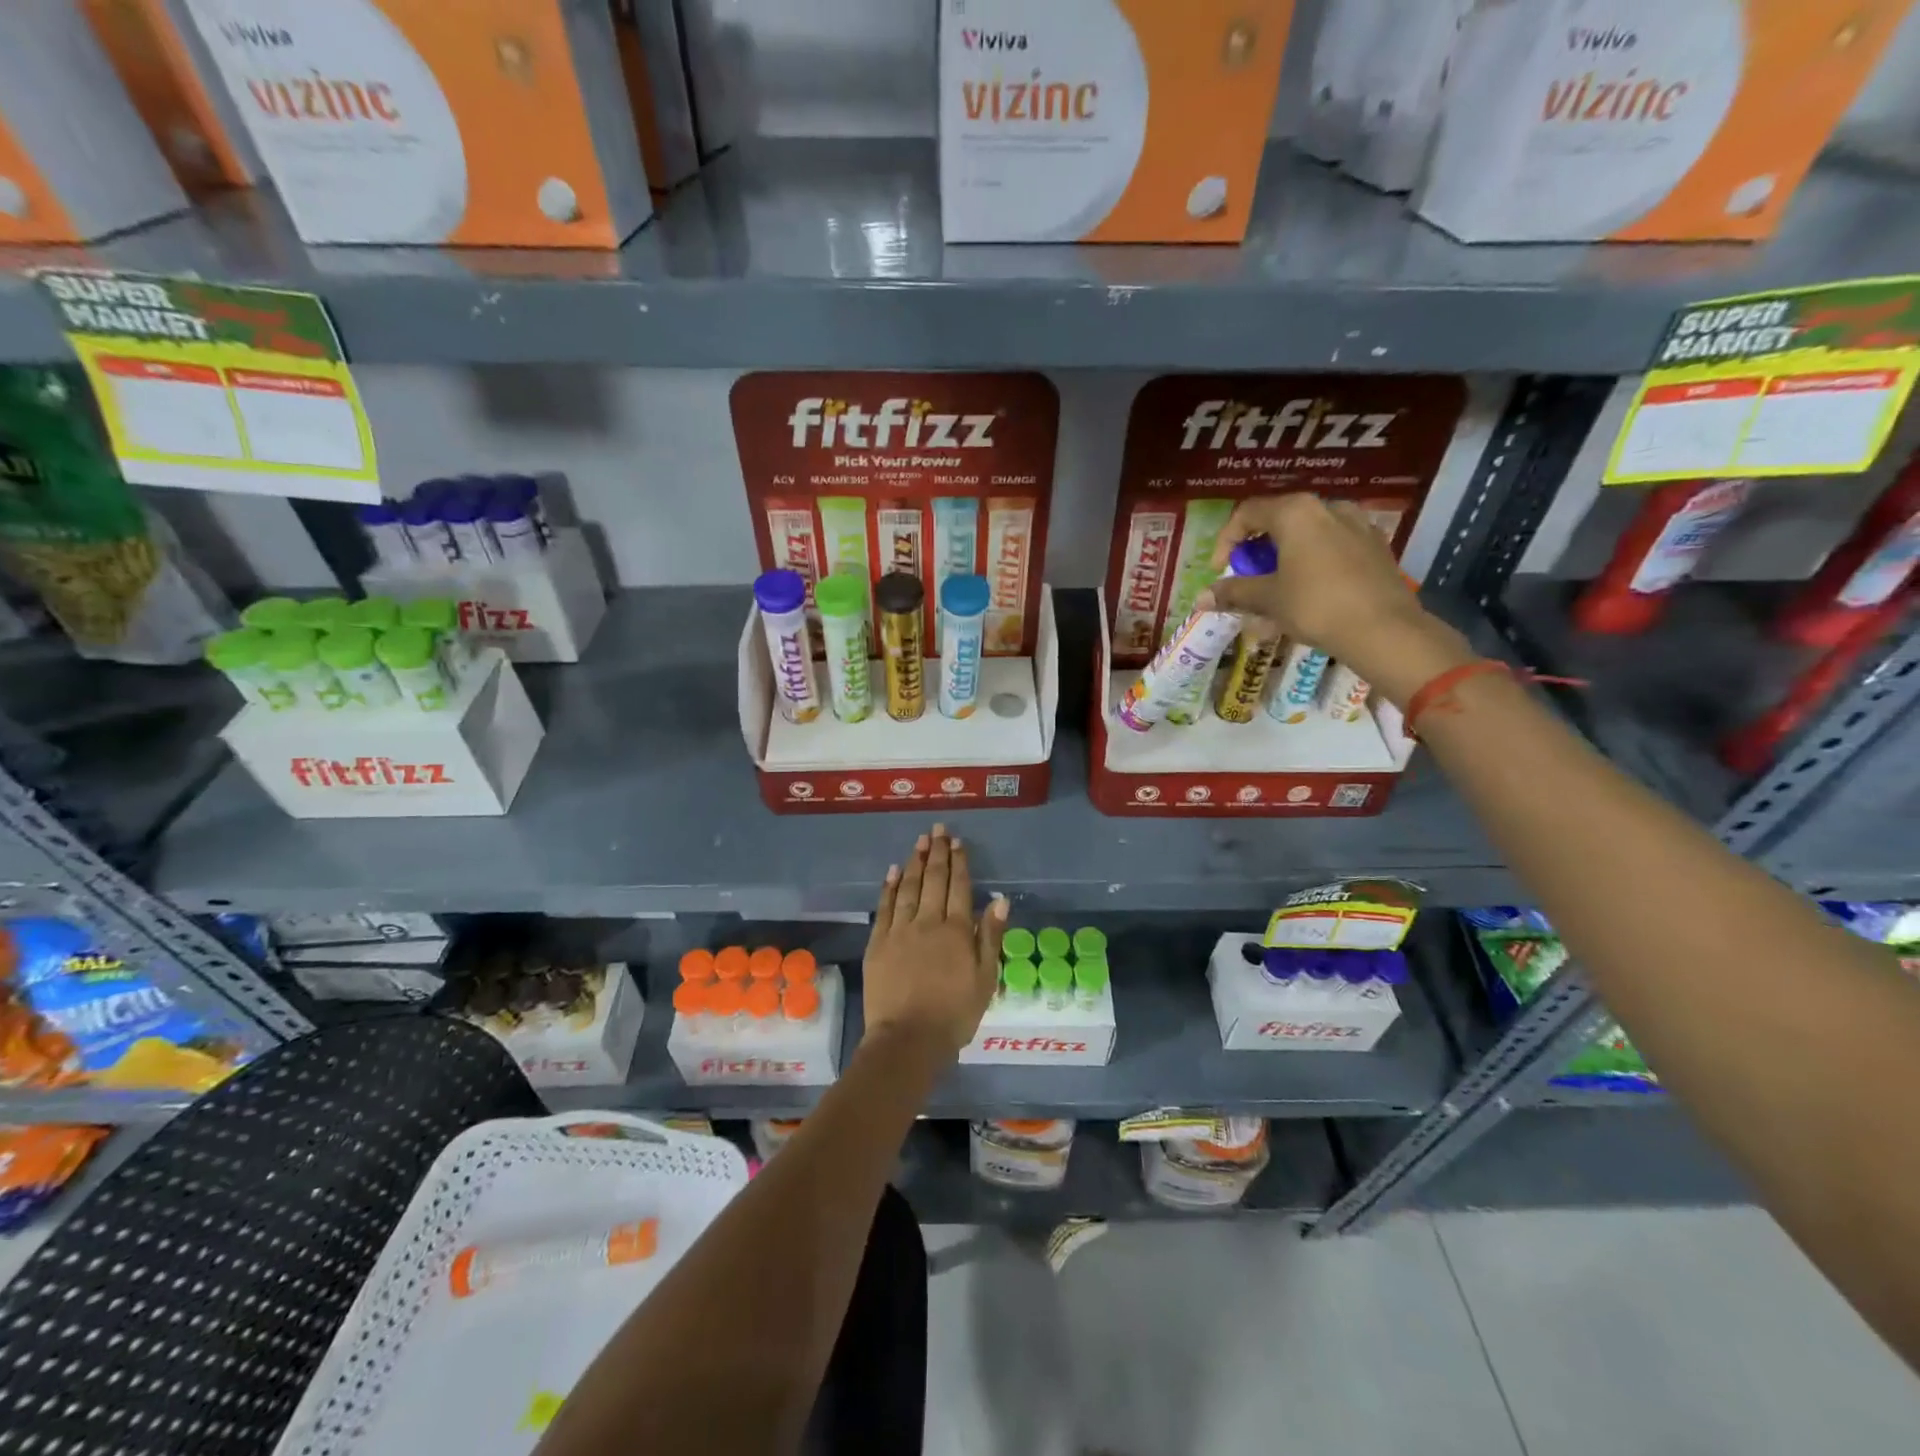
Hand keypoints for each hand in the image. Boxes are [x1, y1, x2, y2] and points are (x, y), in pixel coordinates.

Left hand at [863, 824, 1007, 1057]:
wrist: (908, 1039)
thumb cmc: (954, 1014)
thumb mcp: (985, 979)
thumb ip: (990, 937)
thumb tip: (1000, 899)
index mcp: (957, 931)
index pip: (959, 887)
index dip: (959, 863)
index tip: (958, 842)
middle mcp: (928, 922)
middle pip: (933, 880)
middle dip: (937, 853)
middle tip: (938, 830)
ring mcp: (900, 930)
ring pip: (908, 887)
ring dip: (915, 862)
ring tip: (919, 841)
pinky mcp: (878, 943)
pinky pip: (885, 907)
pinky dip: (889, 887)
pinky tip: (894, 871)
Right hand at [1196, 493, 1475, 705]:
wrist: (1384, 629)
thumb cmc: (1315, 605)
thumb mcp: (1268, 599)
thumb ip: (1234, 592)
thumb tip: (1201, 598)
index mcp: (1295, 512)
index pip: (1248, 513)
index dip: (1226, 541)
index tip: (1220, 570)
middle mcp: (1328, 507)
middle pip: (1280, 521)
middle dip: (1258, 551)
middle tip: (1248, 579)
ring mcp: (1357, 524)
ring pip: (1309, 535)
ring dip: (1286, 558)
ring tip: (1279, 589)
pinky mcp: (1376, 546)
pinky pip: (1334, 547)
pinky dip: (1314, 564)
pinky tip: (1311, 592)